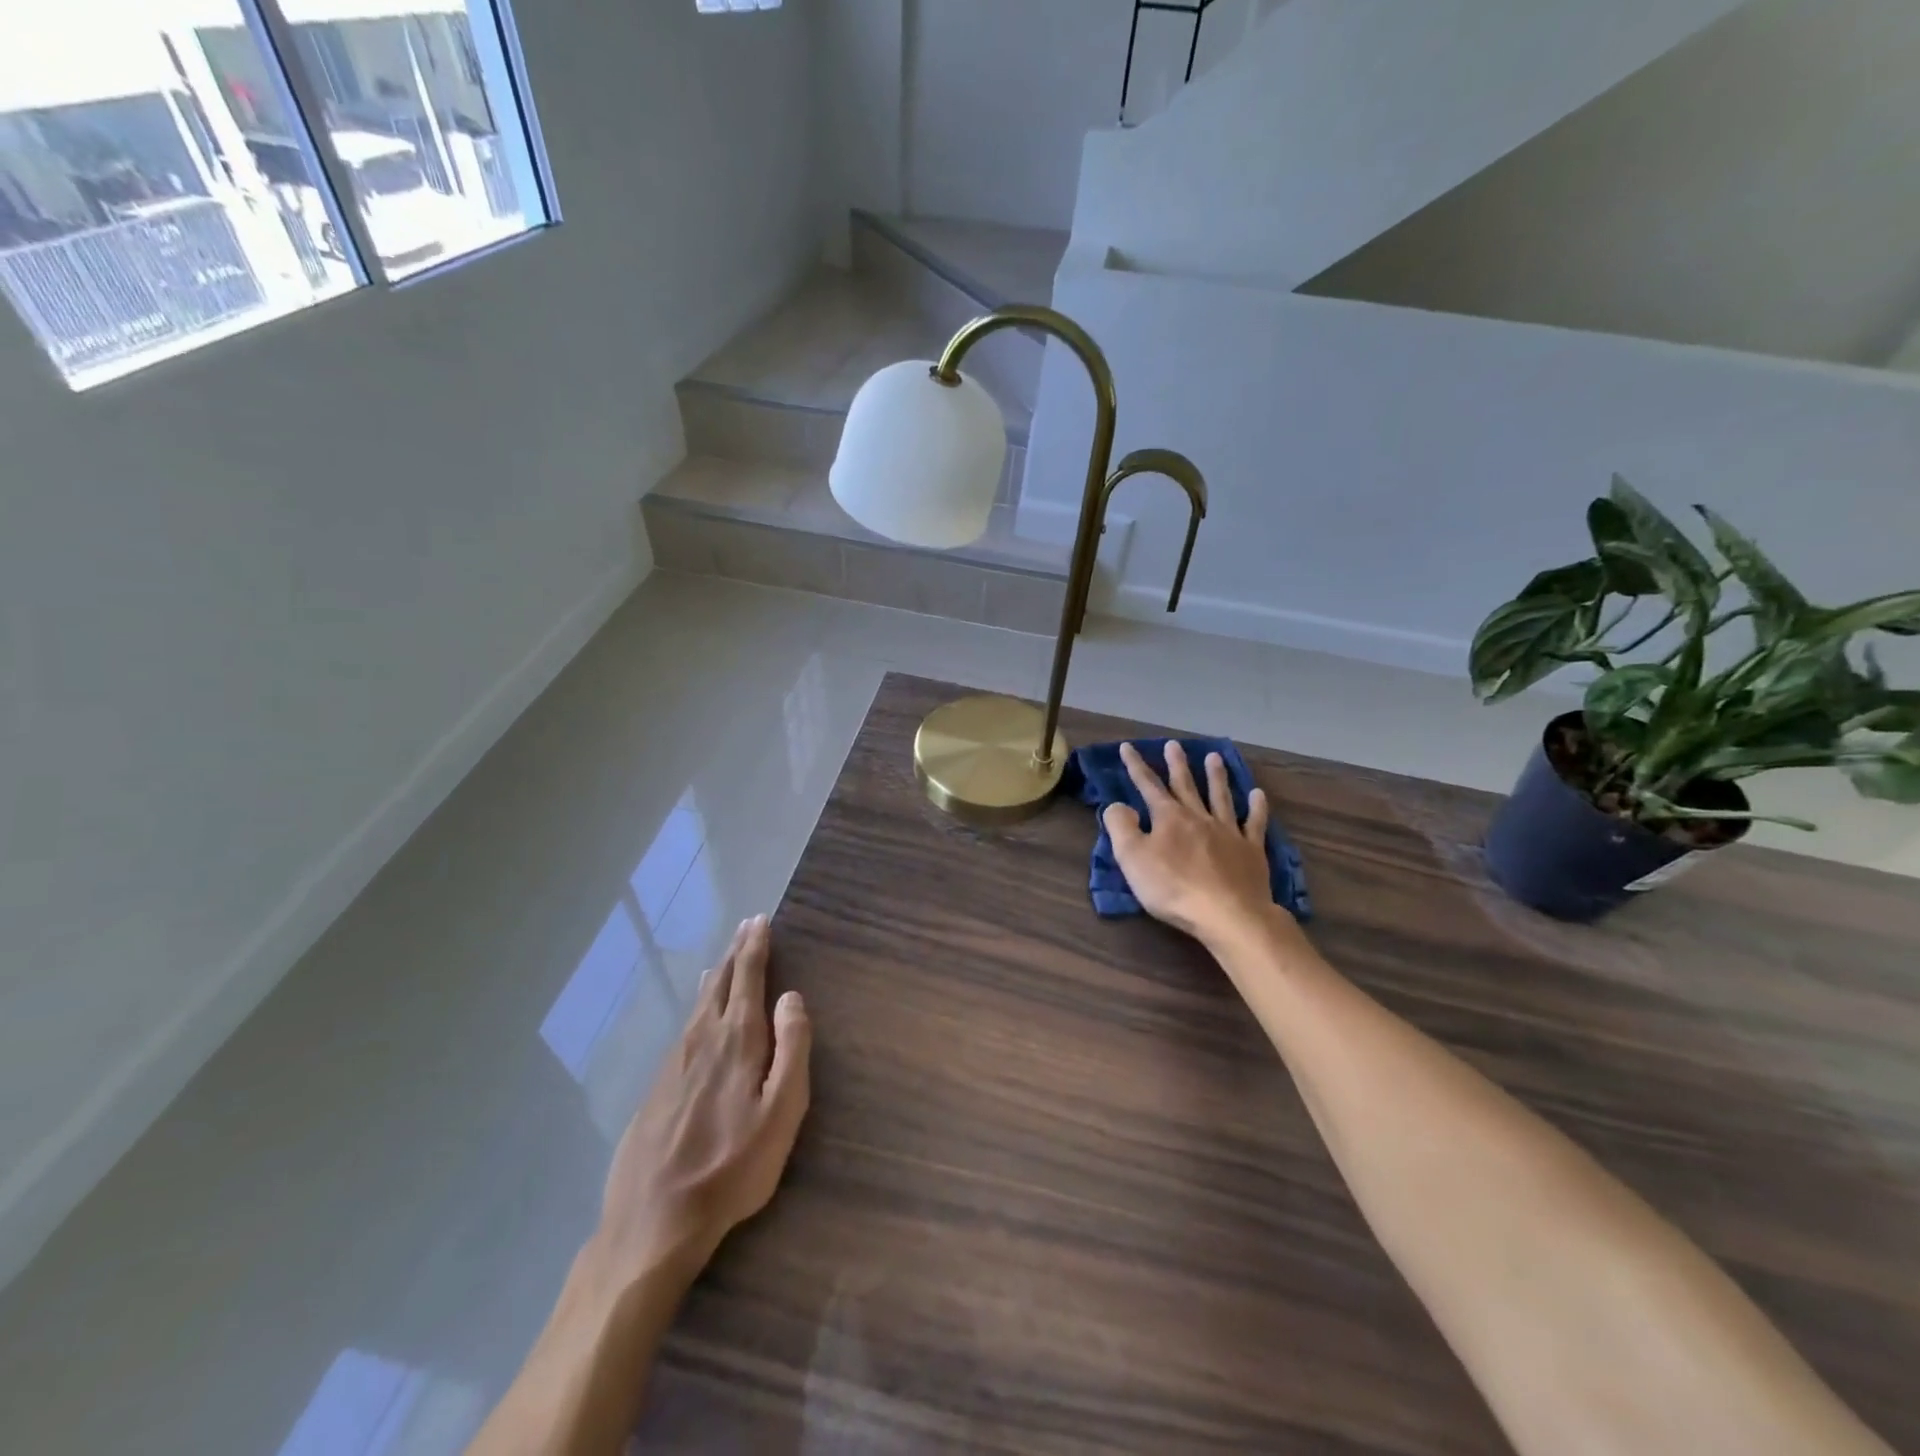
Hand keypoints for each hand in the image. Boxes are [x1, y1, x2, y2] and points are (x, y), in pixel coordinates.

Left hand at [588, 916, 811, 1293]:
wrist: (651, 1222)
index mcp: (736, 1040)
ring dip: (716, 977)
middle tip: (745, 927)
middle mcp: (701, 1039)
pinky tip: (697, 1015)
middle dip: (736, 953)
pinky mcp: (656, 1087)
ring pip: (698, 1005)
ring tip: (724, 962)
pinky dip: (698, 1007)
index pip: (748, 978)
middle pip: (720, 984)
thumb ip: (792, 1049)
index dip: (756, 947)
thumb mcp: (781, 1113)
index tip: (760, 920)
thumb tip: (792, 997)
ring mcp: (673, 1063)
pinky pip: (684, 1029)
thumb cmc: (731, 1168)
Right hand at [1104, 741, 1277, 944]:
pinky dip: (1256, 807)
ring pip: (1220, 797)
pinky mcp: (1251, 851)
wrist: (1228, 914)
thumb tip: (1118, 804)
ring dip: (1216, 776)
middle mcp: (1199, 817)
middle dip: (1177, 764)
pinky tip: (1257, 794)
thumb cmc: (1173, 888)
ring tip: (1214, 757)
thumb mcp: (1132, 858)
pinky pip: (1254, 823)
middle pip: (1186, 785)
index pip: (1148, 785)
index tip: (1128, 747)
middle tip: (1174, 745)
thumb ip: (1120, 827)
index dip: (1136, 766)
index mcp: (1169, 818)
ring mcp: (1228, 832)